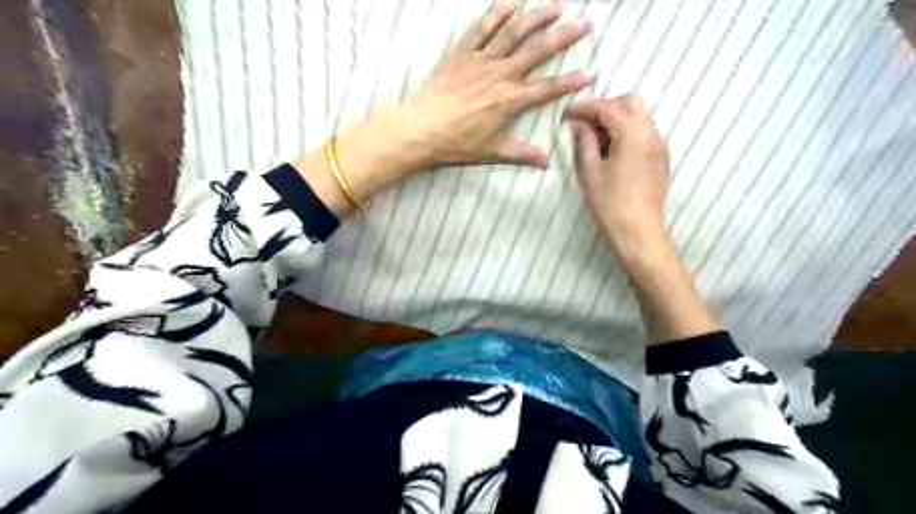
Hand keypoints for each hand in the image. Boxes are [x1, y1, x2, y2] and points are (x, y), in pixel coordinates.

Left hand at [295, 1, 594, 216]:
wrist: (422, 129)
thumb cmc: (456, 143)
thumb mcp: (492, 152)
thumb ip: (521, 154)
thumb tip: (546, 162)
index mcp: (510, 101)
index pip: (548, 88)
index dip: (571, 82)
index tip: (590, 74)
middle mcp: (501, 75)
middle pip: (538, 51)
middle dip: (564, 36)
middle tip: (584, 23)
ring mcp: (481, 61)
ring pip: (514, 33)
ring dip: (537, 17)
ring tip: (557, 5)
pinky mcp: (462, 54)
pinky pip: (482, 29)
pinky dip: (496, 14)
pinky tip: (511, 3)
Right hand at [566, 93, 670, 257]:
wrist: (638, 231)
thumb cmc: (610, 203)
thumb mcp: (590, 172)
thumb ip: (585, 142)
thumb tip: (581, 126)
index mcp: (633, 133)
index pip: (607, 108)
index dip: (585, 107)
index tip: (567, 114)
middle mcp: (651, 133)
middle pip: (630, 103)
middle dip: (606, 107)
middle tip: (585, 124)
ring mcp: (659, 146)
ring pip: (639, 117)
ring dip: (617, 120)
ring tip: (596, 140)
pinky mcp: (660, 159)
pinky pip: (644, 133)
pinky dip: (627, 133)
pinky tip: (612, 152)